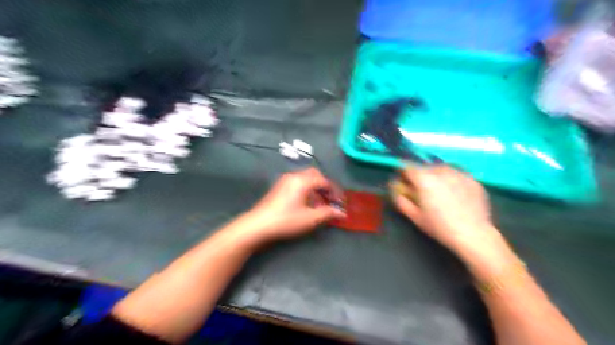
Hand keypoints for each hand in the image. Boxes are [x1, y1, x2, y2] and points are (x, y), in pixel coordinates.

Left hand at [240, 168, 344, 243]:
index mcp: (302, 180)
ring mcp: (285, 181)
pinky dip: (306, 190)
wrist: (258, 225)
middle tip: (331, 199)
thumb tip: (341, 213)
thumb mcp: (310, 218)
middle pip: (314, 175)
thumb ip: (327, 213)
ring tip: (321, 204)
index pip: (324, 181)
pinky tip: (307, 204)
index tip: (340, 201)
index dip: (334, 191)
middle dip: (325, 186)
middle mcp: (294, 176)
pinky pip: (298, 183)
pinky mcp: (279, 187)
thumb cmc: (286, 220)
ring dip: (316, 189)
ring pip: (305, 179)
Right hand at [391, 164, 500, 255]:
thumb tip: (395, 190)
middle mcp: (441, 171)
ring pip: (442, 169)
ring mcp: (459, 173)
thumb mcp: (415, 216)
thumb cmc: (439, 226)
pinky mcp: (473, 179)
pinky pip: (457, 175)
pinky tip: (456, 195)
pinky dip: (452, 181)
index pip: (408, 167)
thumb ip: (401, 200)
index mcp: (424, 179)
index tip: (404, 182)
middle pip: (425, 167)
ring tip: (440, 192)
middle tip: (423, 190)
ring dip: (437, 176)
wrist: (473, 234)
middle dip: (421, 176)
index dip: (403, 173)